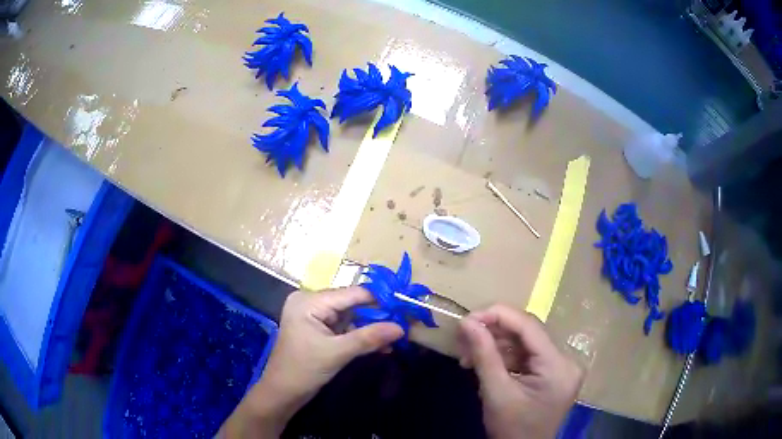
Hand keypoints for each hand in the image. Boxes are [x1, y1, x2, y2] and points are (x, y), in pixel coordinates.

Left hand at [221, 287, 403, 437]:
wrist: (282, 393)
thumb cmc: (303, 370)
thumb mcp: (337, 353)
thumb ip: (369, 338)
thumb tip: (401, 328)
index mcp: (309, 301)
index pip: (351, 294)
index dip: (379, 300)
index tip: (405, 306)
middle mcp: (310, 302)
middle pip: (351, 304)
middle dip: (376, 316)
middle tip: (403, 323)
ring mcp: (314, 316)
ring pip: (350, 317)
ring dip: (370, 328)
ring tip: (395, 337)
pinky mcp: (318, 329)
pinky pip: (344, 328)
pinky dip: (360, 336)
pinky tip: (380, 345)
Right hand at [458, 305, 582, 438]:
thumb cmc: (511, 429)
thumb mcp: (495, 393)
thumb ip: (483, 354)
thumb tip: (467, 322)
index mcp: (559, 365)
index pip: (529, 326)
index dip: (497, 315)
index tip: (467, 318)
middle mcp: (566, 360)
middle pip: (527, 334)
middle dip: (493, 334)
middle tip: (463, 338)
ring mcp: (561, 366)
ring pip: (525, 344)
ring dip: (495, 347)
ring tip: (467, 356)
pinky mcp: (552, 373)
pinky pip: (526, 356)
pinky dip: (504, 358)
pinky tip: (484, 364)